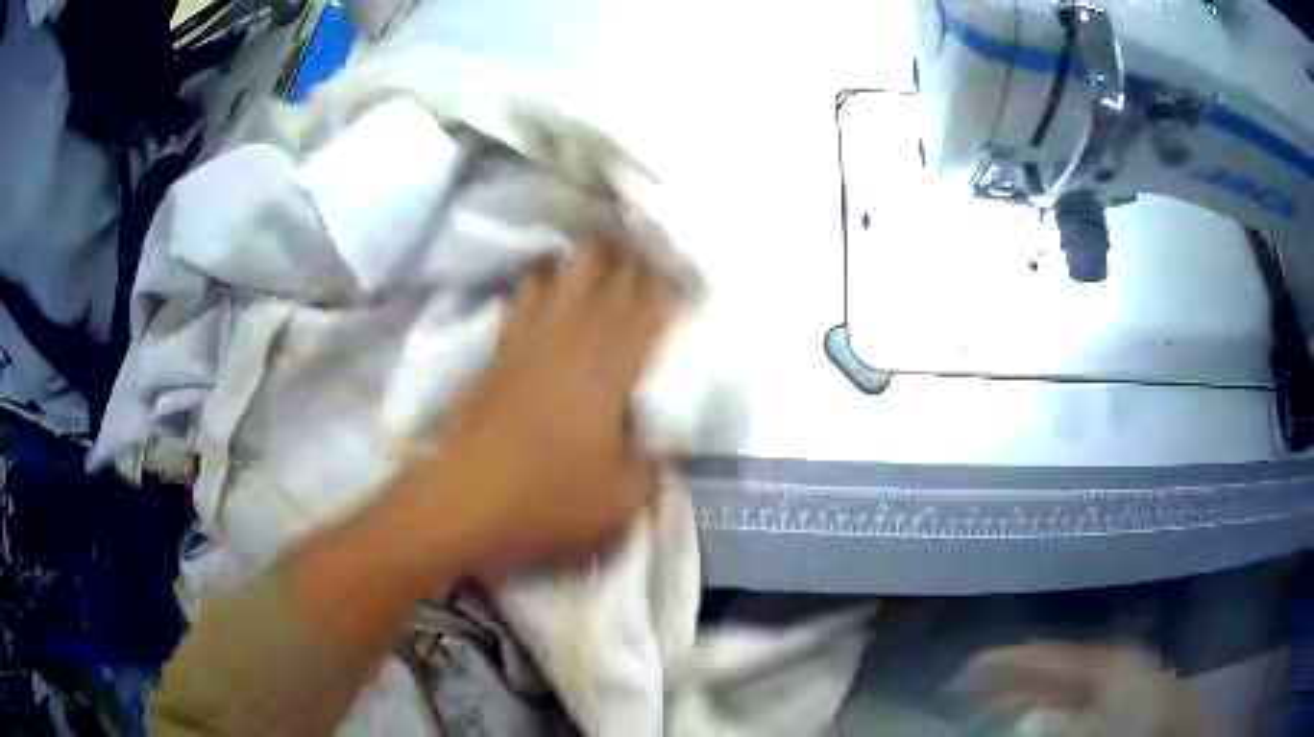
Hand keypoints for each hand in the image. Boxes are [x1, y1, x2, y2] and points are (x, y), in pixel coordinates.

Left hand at [390, 236, 688, 579]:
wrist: (467, 503)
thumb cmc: (551, 499)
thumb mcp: (625, 496)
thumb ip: (655, 461)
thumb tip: (663, 440)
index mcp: (613, 363)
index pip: (655, 301)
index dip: (678, 289)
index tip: (691, 293)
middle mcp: (573, 334)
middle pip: (605, 264)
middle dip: (633, 257)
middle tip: (651, 271)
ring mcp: (530, 335)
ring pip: (561, 266)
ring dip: (585, 262)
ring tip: (603, 275)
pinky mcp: (499, 347)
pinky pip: (523, 293)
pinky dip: (542, 280)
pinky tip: (552, 292)